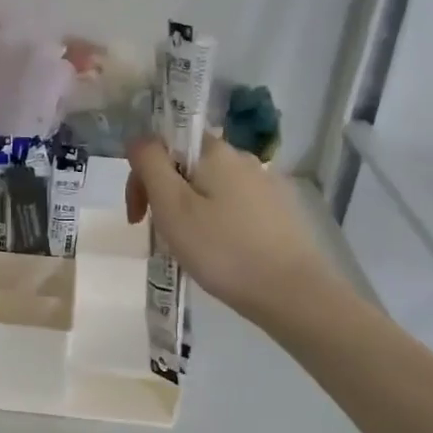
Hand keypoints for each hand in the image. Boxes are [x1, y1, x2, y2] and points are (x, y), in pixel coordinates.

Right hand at [127, 135, 344, 331]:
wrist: (293, 293)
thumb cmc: (223, 249)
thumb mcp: (172, 206)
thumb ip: (150, 165)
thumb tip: (138, 139)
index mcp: (216, 152)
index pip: (166, 143)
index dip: (144, 174)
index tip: (138, 214)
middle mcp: (244, 159)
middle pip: (189, 166)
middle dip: (166, 195)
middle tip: (159, 236)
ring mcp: (267, 186)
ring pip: (212, 189)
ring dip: (191, 211)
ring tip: (190, 250)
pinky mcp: (282, 213)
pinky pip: (236, 208)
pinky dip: (219, 224)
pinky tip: (221, 253)